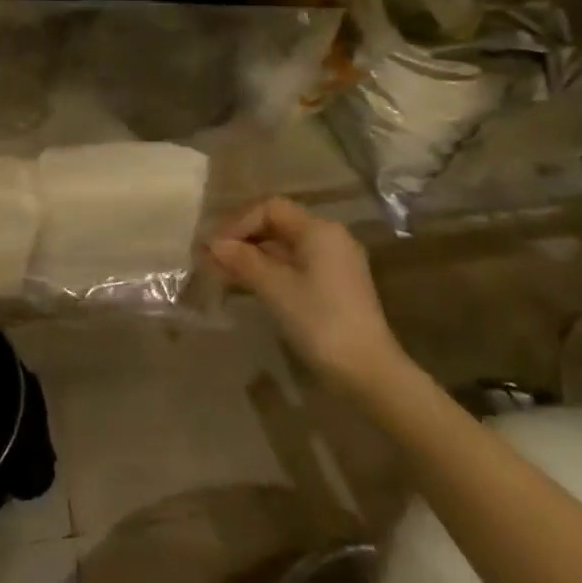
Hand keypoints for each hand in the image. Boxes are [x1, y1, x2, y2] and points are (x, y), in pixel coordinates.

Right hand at [207, 198, 409, 391]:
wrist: (369, 373)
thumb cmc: (320, 321)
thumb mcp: (276, 288)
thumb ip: (243, 260)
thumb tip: (213, 243)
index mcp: (319, 230)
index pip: (270, 208)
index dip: (239, 222)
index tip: (215, 245)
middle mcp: (329, 238)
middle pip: (277, 226)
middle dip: (243, 240)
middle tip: (212, 258)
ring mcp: (334, 263)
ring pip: (284, 249)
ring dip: (252, 258)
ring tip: (220, 273)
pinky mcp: (334, 287)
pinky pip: (295, 267)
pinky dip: (269, 272)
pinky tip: (246, 285)